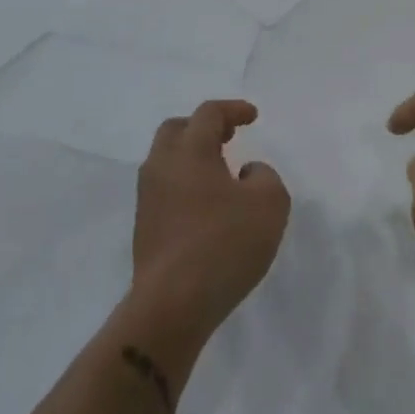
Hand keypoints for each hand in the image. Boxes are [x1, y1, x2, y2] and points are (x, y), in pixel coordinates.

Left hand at [132, 101, 290, 340]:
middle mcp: (161, 167)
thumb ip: (264, 176)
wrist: (173, 304)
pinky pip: (165, 189)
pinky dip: (186, 183)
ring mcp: (148, 199)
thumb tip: (246, 173)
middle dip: (204, 127)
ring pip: (166, 161)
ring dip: (193, 156)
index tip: (252, 117)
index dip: (233, 109)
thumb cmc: (225, 244)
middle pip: (176, 130)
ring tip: (221, 171)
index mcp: (189, 152)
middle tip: (229, 136)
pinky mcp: (145, 228)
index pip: (208, 114)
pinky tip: (208, 204)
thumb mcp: (269, 203)